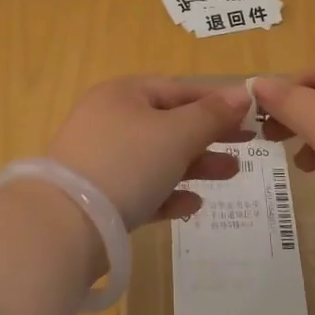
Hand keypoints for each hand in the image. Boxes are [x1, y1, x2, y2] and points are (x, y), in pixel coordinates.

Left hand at [45, 77, 251, 227]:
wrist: (65, 226)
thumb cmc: (126, 163)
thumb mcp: (176, 134)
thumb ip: (211, 115)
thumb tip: (242, 93)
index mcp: (123, 94)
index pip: (177, 89)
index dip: (215, 100)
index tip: (250, 113)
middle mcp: (109, 120)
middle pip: (169, 123)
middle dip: (210, 135)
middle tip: (249, 145)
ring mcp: (101, 160)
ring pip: (158, 157)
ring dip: (195, 165)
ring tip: (231, 174)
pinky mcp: (99, 198)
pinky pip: (142, 190)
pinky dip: (168, 194)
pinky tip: (192, 206)